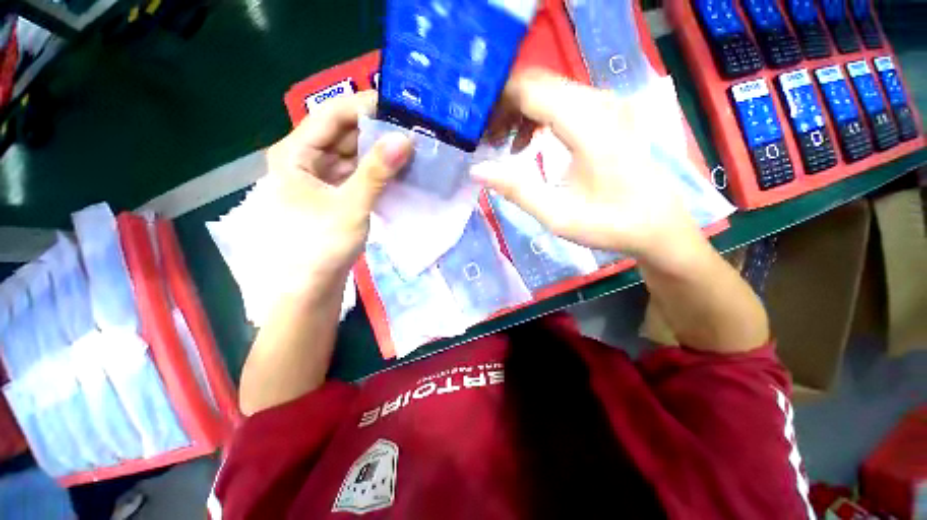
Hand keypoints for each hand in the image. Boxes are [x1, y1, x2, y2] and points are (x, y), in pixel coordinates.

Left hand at [265, 91, 412, 287]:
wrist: (311, 287)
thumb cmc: (321, 246)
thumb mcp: (351, 205)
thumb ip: (377, 171)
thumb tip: (406, 139)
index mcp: (295, 153)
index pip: (331, 115)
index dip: (365, 106)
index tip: (399, 106)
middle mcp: (305, 160)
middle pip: (343, 134)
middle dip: (376, 131)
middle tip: (412, 128)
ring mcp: (320, 179)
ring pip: (352, 155)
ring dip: (379, 153)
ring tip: (411, 148)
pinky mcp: (334, 196)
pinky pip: (356, 175)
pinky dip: (376, 172)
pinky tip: (398, 171)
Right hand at [474, 70, 704, 270]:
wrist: (657, 225)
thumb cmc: (609, 224)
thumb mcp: (556, 215)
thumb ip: (516, 190)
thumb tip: (477, 170)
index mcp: (587, 125)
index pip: (529, 90)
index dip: (496, 104)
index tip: (476, 130)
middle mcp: (599, 102)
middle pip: (537, 83)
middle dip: (504, 107)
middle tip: (486, 140)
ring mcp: (606, 104)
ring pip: (549, 89)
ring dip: (519, 111)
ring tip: (503, 145)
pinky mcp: (608, 113)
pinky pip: (563, 100)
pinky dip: (538, 115)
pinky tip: (529, 142)